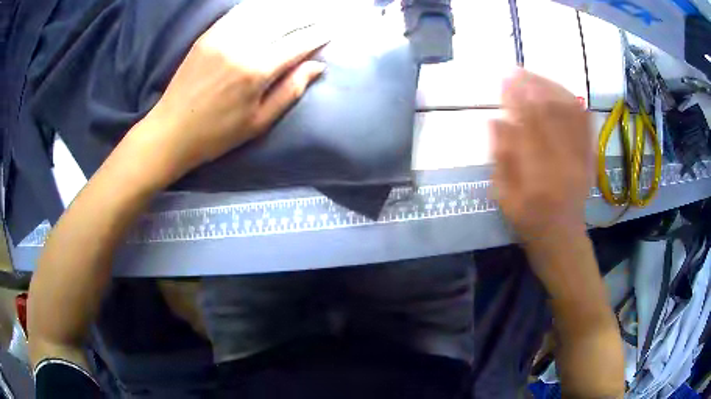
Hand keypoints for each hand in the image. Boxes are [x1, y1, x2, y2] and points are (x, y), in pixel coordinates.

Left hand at [135, 2, 328, 184]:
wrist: (171, 131)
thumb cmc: (216, 135)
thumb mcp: (258, 123)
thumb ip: (290, 91)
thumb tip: (317, 66)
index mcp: (256, 71)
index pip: (298, 43)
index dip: (318, 35)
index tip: (332, 30)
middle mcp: (241, 46)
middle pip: (283, 21)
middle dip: (307, 15)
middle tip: (323, 14)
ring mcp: (222, 36)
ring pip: (263, 11)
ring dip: (286, 7)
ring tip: (302, 7)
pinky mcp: (208, 34)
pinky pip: (240, 12)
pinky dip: (259, 6)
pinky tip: (271, 6)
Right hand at [491, 69, 592, 245]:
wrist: (562, 237)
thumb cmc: (528, 221)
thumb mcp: (504, 196)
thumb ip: (500, 158)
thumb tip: (495, 119)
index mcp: (538, 175)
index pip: (528, 124)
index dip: (516, 97)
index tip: (504, 79)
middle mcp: (563, 162)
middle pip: (551, 111)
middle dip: (532, 85)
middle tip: (517, 70)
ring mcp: (581, 158)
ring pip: (570, 112)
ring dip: (552, 88)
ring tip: (535, 76)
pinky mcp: (590, 157)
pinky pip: (586, 123)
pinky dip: (574, 102)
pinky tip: (562, 92)